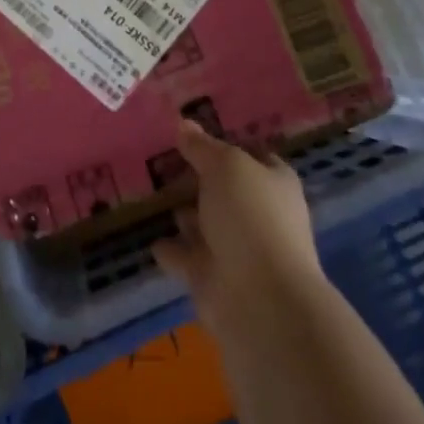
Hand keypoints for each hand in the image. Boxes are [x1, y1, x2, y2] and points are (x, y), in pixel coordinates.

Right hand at [151, 120, 322, 335]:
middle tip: (162, 161)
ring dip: (184, 214)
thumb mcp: (226, 167)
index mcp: (274, 182)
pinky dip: (171, 249)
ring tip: (151, 195)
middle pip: (225, 190)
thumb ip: (202, 147)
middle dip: (199, 179)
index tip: (193, 133)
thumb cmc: (251, 217)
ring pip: (205, 224)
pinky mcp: (213, 278)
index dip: (226, 143)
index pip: (251, 154)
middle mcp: (259, 214)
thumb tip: (184, 123)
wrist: (259, 299)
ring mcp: (237, 249)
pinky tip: (150, 237)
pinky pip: (186, 257)